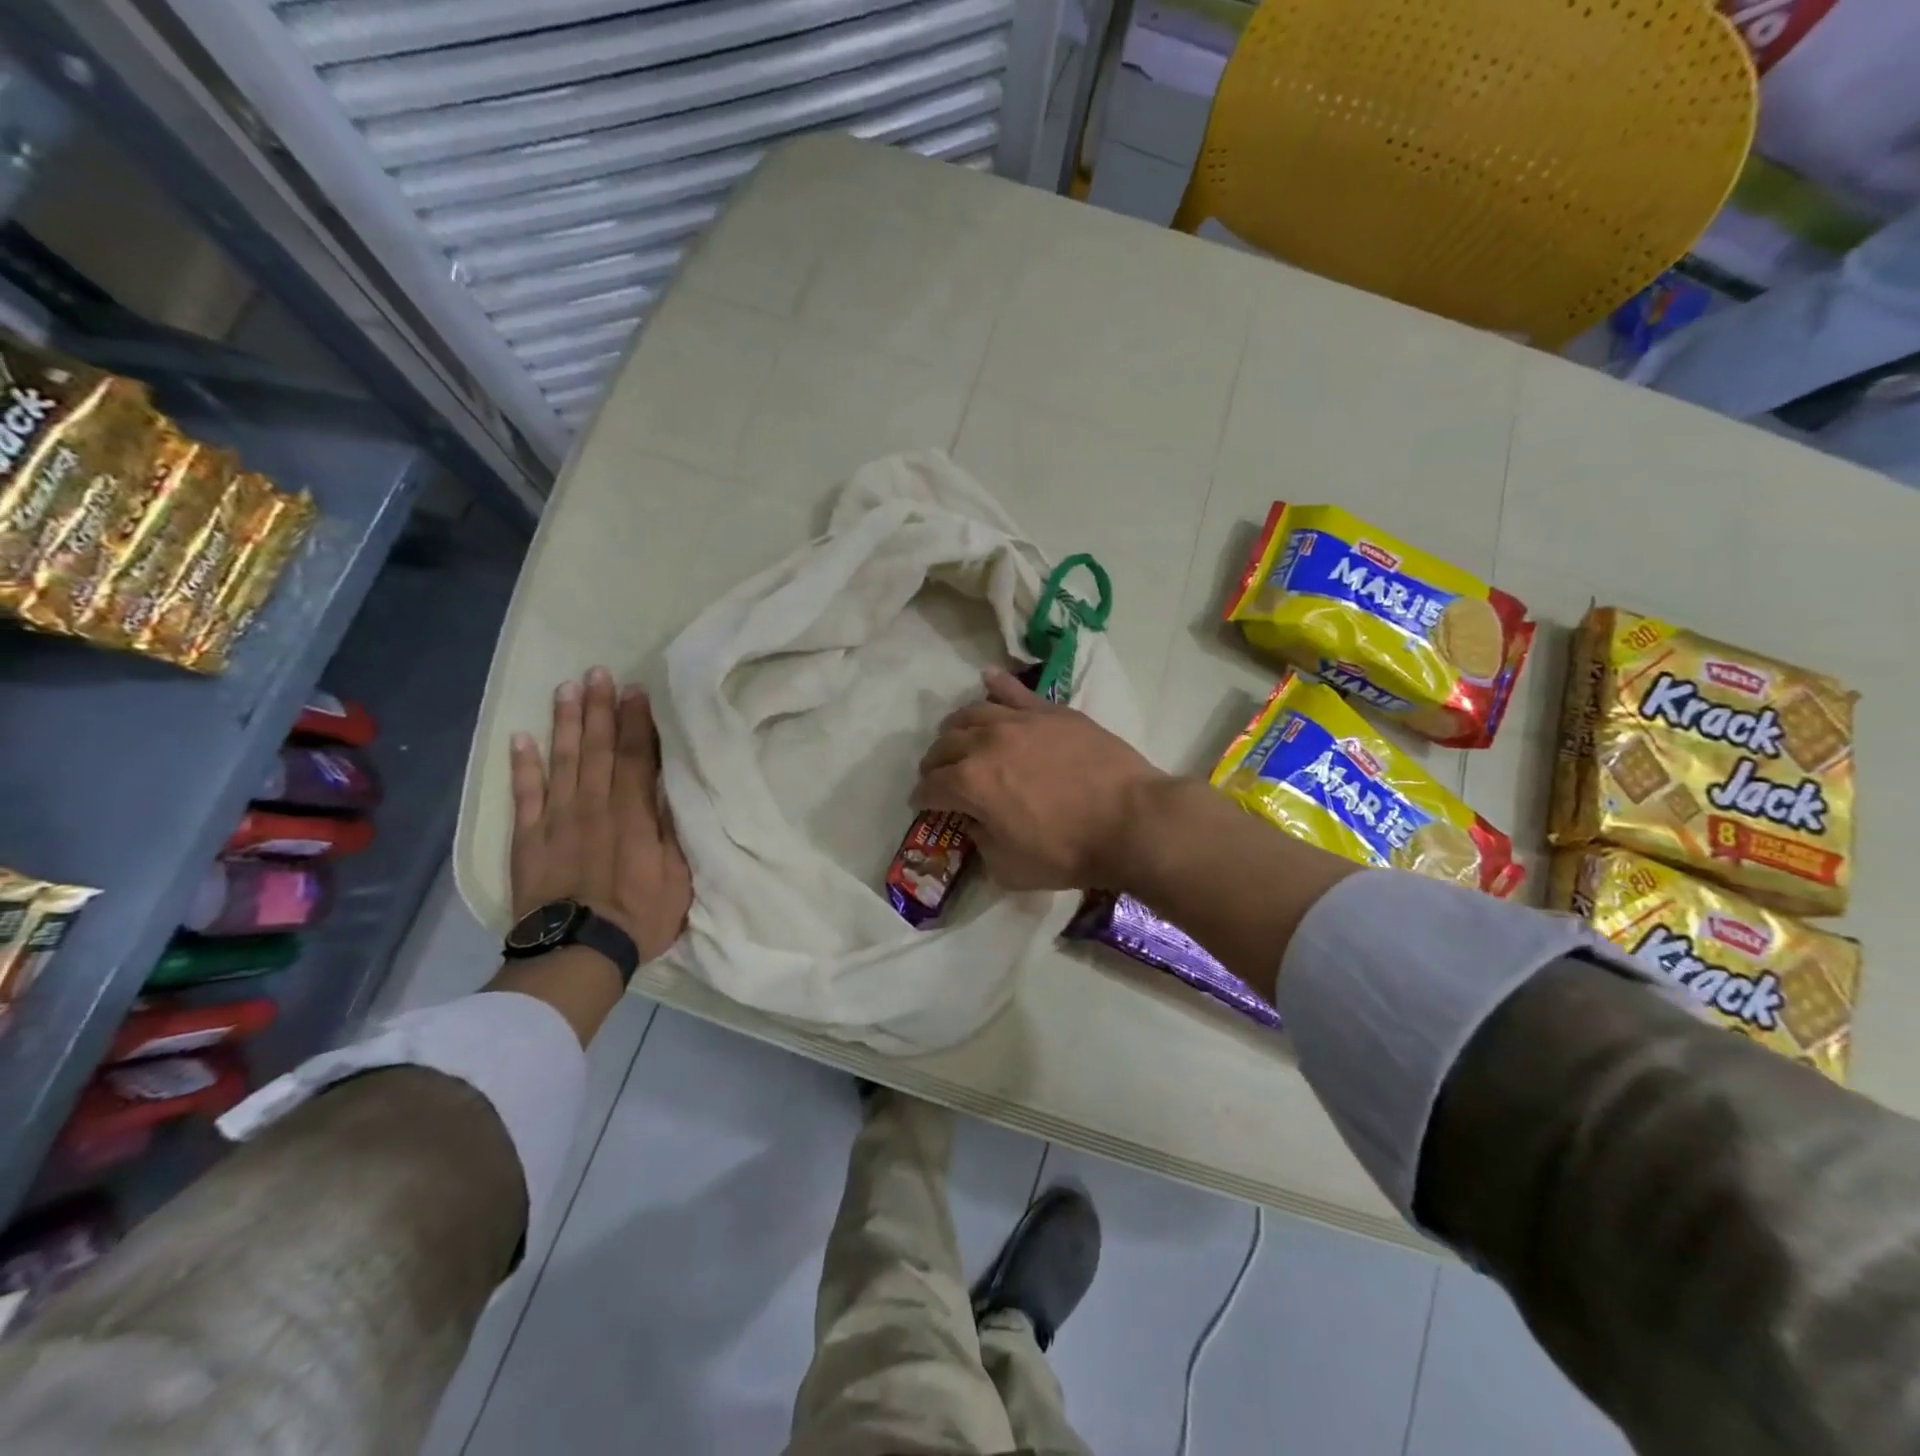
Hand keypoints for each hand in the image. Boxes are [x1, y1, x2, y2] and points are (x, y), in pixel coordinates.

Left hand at [510, 667, 690, 963]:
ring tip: (566, 689)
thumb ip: (672, 830)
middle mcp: (594, 807)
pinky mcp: (528, 840)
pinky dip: (522, 766)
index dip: (636, 721)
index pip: (637, 757)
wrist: (578, 953)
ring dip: (564, 724)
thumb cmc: (640, 916)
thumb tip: (669, 789)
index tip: (635, 690)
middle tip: (598, 673)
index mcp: (634, 815)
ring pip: (561, 762)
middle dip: (599, 709)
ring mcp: (556, 821)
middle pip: (597, 749)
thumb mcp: (679, 876)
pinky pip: (524, 796)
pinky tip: (521, 738)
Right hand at [912, 668, 1170, 890]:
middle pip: (944, 746)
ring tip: (960, 738)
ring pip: (972, 713)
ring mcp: (1020, 721)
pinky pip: (1015, 691)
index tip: (925, 806)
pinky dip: (997, 685)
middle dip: (935, 764)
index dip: (923, 799)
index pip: (930, 787)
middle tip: (941, 777)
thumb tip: (975, 822)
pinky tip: (987, 679)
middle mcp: (986, 744)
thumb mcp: (1010, 868)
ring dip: (957, 729)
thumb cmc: (1069, 852)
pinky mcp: (1051, 711)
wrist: (1131, 821)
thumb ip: (981, 842)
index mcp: (970, 784)